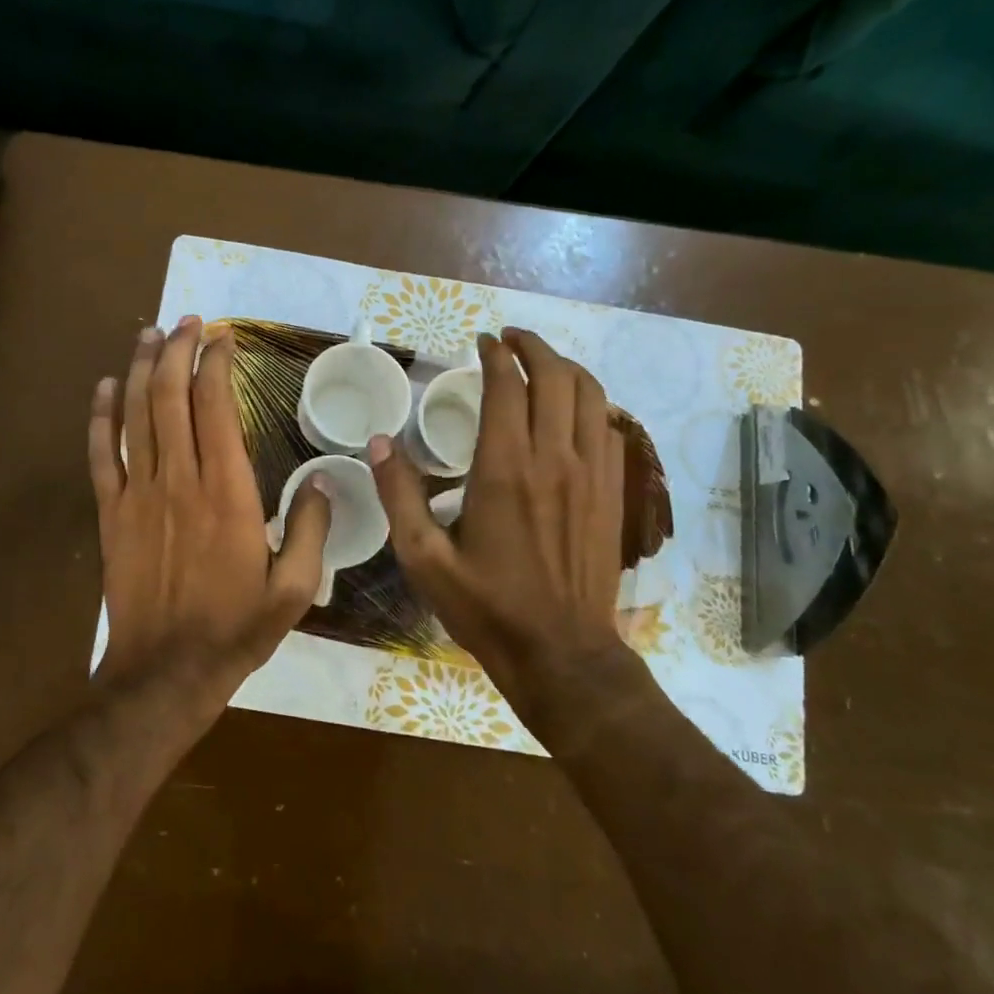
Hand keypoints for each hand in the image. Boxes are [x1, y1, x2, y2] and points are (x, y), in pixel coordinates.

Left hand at [89, 316, 330, 708]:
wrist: (164, 673)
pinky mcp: (111, 513)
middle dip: (176, 350)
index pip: (216, 407)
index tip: (223, 336)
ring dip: (139, 369)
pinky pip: (101, 454)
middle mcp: (180, 480)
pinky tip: (103, 388)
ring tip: (148, 335)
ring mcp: (138, 494)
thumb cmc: (234, 630)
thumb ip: (312, 529)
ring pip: (133, 415)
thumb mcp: (294, 589)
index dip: (216, 364)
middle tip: (186, 321)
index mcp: (227, 492)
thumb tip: (324, 480)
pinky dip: (100, 416)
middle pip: (169, 396)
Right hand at [369, 328, 631, 711]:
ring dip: (566, 368)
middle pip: (556, 377)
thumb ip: (399, 495)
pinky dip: (591, 403)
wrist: (561, 653)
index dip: (495, 355)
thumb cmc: (486, 606)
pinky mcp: (613, 493)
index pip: (507, 386)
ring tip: (541, 364)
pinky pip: (609, 428)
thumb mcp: (423, 558)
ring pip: (591, 395)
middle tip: (509, 340)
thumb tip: (379, 442)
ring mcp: (593, 475)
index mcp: (506, 469)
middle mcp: (555, 459)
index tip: (482, 341)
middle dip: (533, 347)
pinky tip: (572, 411)